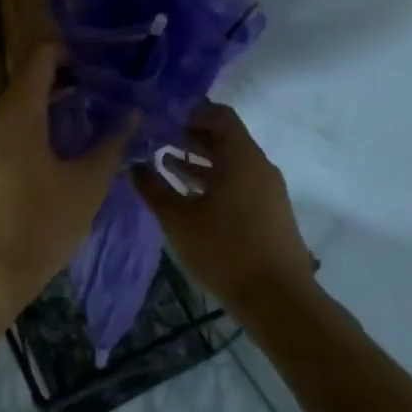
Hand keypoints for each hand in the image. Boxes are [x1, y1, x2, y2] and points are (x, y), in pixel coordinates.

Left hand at [0, 44, 130, 314]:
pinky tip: (72, 145)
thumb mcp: (86, 186)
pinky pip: (16, 128)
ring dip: (60, 104)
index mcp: (19, 111)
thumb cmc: (38, 226)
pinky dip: (44, 125)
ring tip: (100, 114)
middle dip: (74, 78)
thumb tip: (133, 114)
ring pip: (25, 104)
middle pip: (34, 77)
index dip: (76, 49)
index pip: (43, 54)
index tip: (108, 61)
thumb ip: (111, 145)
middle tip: (113, 89)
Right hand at [133, 103, 313, 312]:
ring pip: (231, 162)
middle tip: (157, 141)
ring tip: (166, 165)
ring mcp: (268, 189)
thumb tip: (134, 166)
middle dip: (190, 137)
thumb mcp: (179, 219)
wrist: (277, 298)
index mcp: (241, 156)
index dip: (190, 113)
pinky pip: (239, 182)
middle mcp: (259, 165)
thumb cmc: (225, 250)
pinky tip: (189, 196)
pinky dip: (214, 181)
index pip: (219, 114)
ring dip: (200, 161)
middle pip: (225, 137)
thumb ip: (153, 188)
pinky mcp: (269, 211)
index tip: (162, 120)